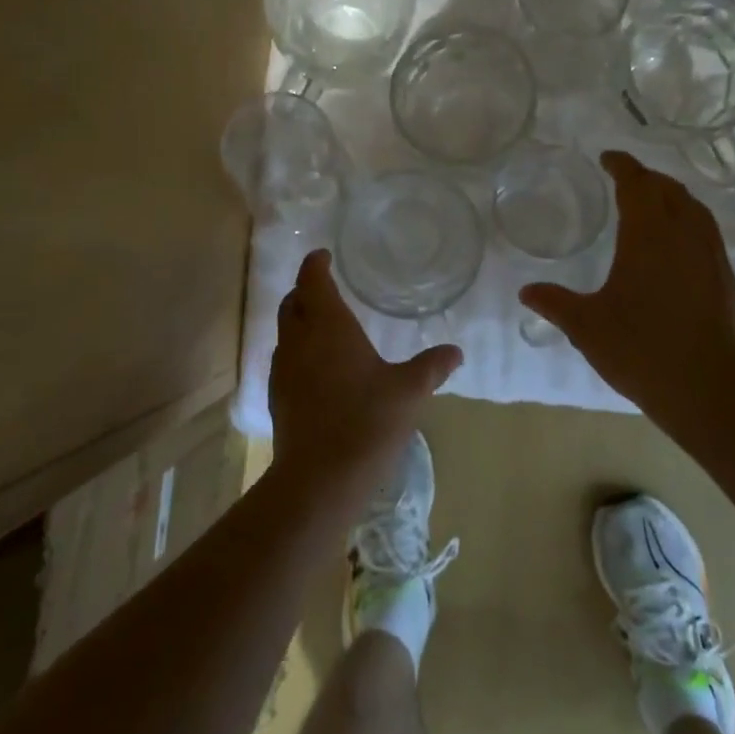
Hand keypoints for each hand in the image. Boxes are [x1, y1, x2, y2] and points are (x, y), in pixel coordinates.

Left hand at [268, 250, 462, 507]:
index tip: (323, 256)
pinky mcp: (277, 396)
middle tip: (325, 287)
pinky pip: (285, 358)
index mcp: (328, 326)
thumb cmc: (367, 421)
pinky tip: (318, 367)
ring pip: (286, 331)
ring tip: (323, 325)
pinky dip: (298, 349)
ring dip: (299, 319)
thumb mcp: (409, 391)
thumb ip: (432, 366)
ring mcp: (283, 369)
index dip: (315, 264)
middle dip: (306, 290)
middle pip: (293, 302)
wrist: (319, 477)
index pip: (313, 280)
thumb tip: (456, 352)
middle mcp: (299, 340)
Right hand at [520, 151, 734, 439]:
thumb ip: (555, 302)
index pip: (637, 184)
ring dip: (672, 196)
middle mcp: (684, 235)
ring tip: (653, 203)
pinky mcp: (724, 279)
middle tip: (625, 180)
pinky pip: (706, 233)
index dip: (622, 166)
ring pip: (694, 209)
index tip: (607, 158)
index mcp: (648, 235)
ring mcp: (710, 256)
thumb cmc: (639, 349)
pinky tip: (676, 245)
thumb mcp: (586, 326)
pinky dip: (688, 222)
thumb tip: (526, 292)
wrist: (706, 389)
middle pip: (669, 189)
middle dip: (647, 178)